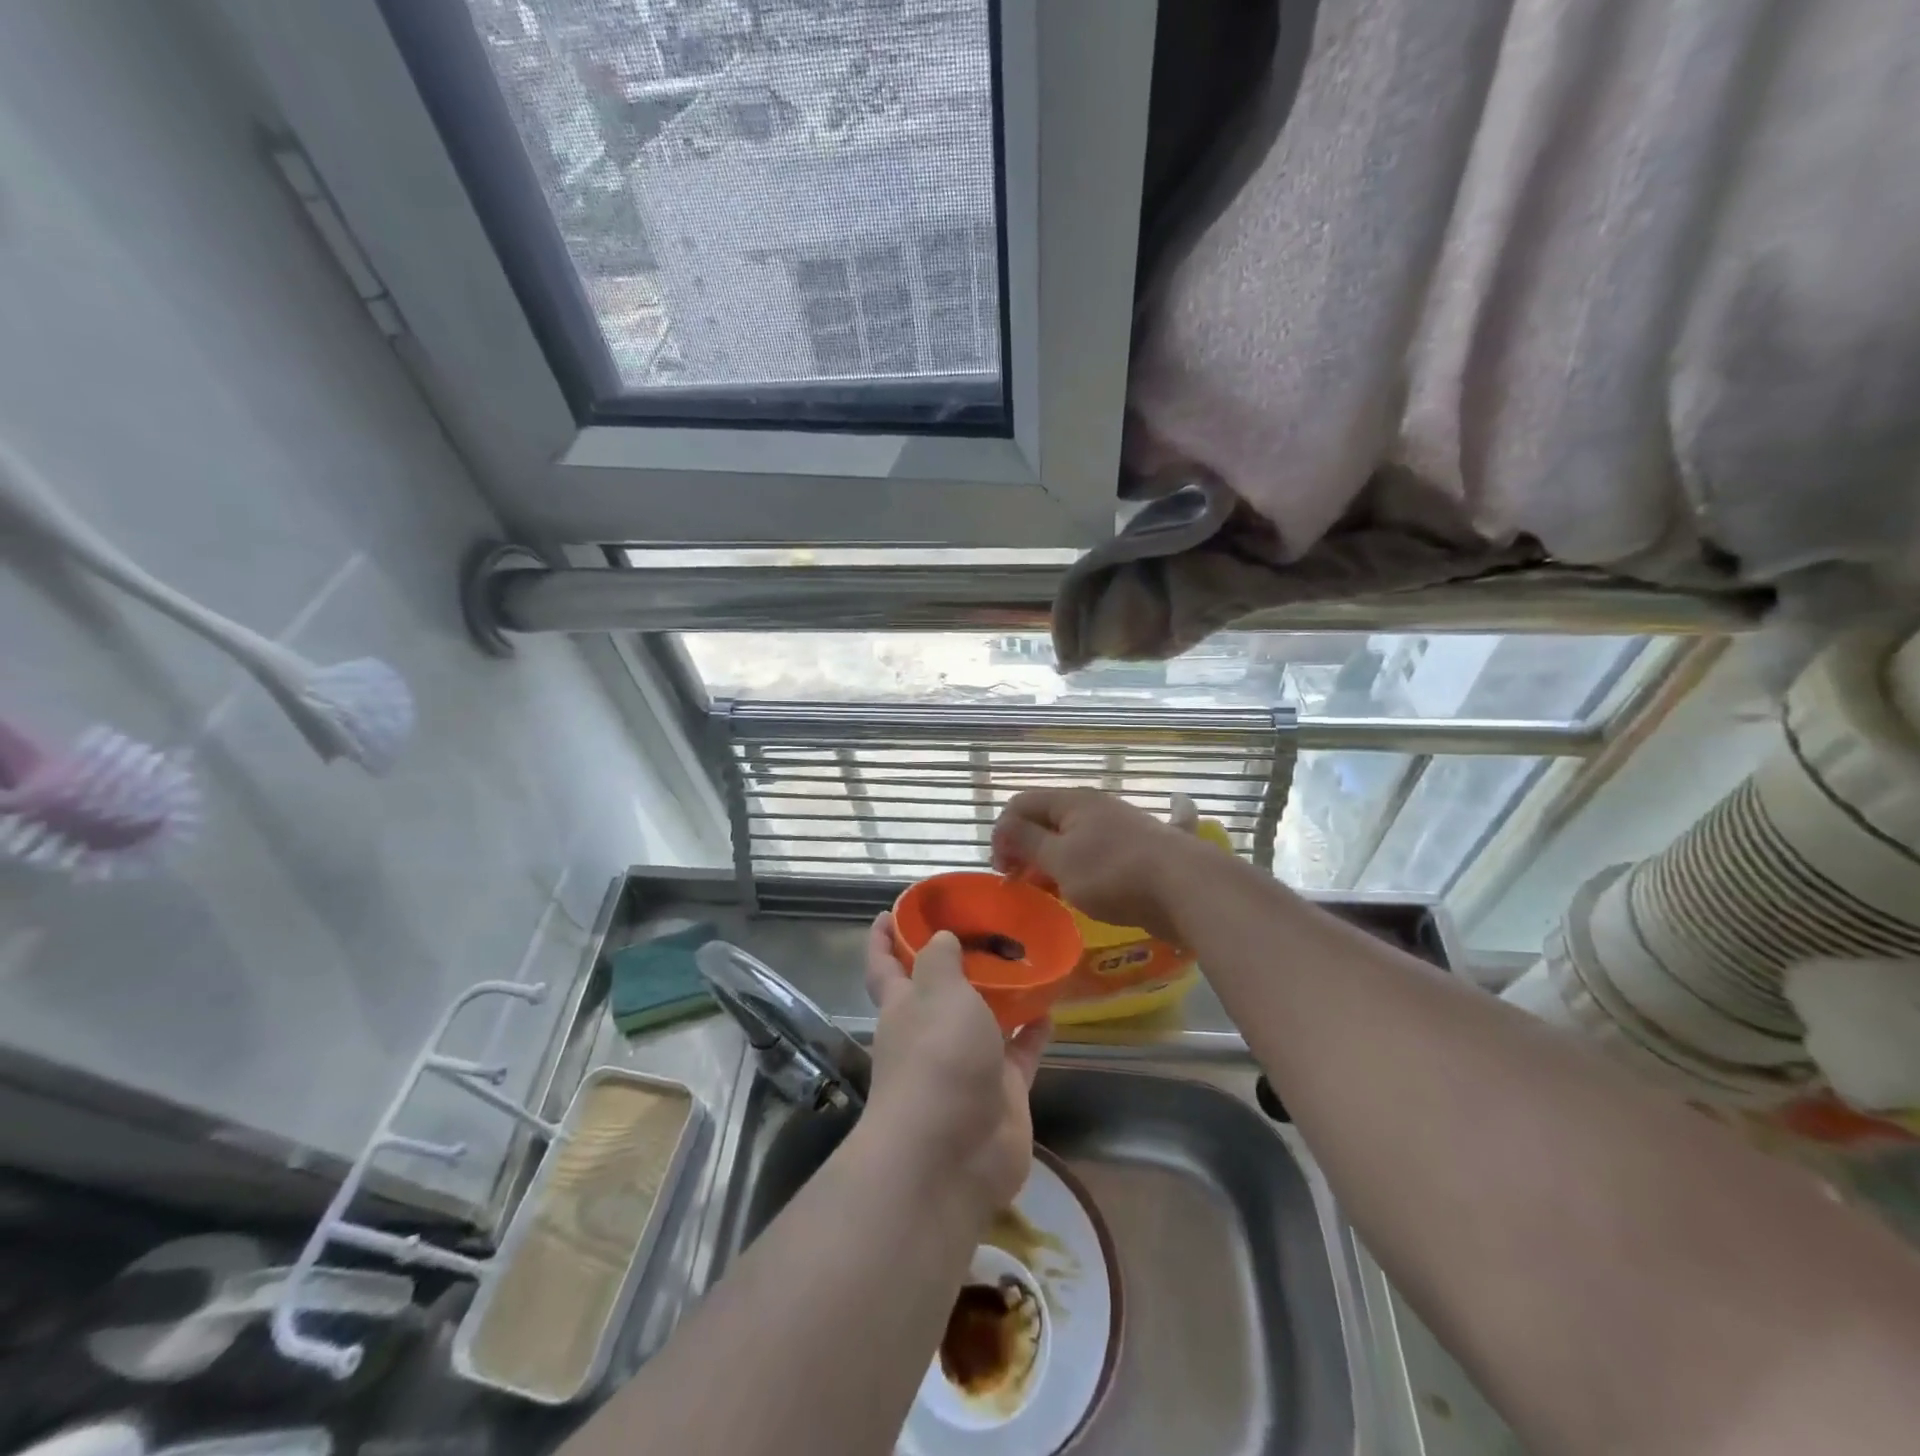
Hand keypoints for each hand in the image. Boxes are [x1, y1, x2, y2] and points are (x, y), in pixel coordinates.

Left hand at [862, 913, 1050, 1217]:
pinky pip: (1021, 1051)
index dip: (883, 939)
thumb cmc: (936, 1059)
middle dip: (955, 960)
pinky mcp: (1002, 1091)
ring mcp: (968, 1064)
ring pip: (985, 1019)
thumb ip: (940, 961)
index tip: (890, 911)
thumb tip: (940, 938)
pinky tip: (1052, 1006)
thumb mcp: (936, 994)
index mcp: (903, 1007)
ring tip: (1027, 956)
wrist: (952, 1154)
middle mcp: (931, 1033)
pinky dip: (1034, 1030)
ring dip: (1002, 993)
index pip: (885, 965)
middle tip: (987, 924)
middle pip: (940, 989)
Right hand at [990, 788, 1204, 944]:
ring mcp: (1119, 828)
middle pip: (1047, 820)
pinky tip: (1085, 889)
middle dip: (1026, 849)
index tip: (1002, 872)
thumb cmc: (1113, 873)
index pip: (1021, 804)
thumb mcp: (1059, 860)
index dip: (1002, 834)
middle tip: (1022, 884)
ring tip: (1052, 891)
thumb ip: (1027, 841)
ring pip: (1072, 839)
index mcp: (1072, 801)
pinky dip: (1082, 868)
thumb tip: (1004, 827)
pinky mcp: (1137, 852)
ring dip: (1054, 862)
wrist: (1186, 887)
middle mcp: (1094, 807)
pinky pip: (1098, 855)